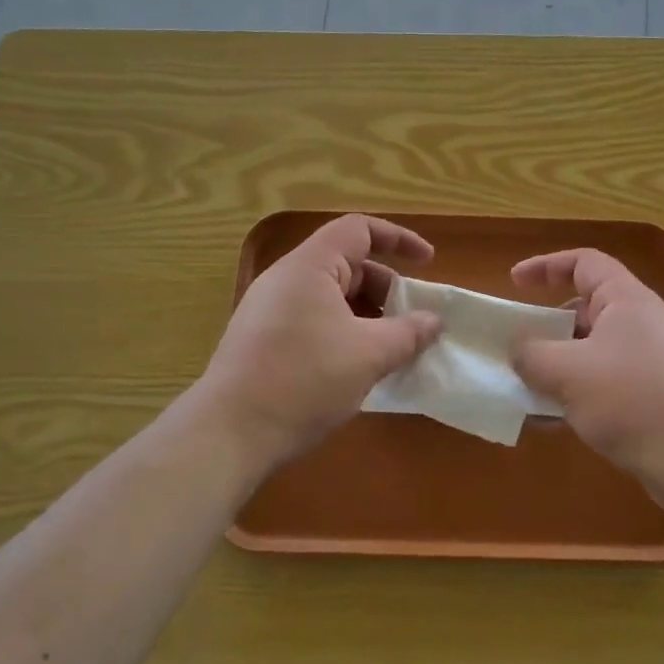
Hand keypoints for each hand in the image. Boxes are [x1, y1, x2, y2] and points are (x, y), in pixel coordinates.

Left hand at [199, 214, 441, 469]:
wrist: (229, 434)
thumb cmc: (304, 380)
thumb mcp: (369, 355)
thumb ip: (408, 333)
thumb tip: (434, 321)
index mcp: (309, 267)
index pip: (359, 229)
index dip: (398, 239)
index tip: (428, 262)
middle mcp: (286, 279)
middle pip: (346, 264)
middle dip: (386, 288)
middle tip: (412, 321)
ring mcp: (269, 310)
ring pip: (330, 297)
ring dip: (366, 315)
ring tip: (389, 349)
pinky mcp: (262, 339)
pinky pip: (313, 320)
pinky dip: (343, 332)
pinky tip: (356, 368)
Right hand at [511, 248, 663, 503]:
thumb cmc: (631, 399)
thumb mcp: (567, 372)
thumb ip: (531, 353)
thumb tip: (517, 347)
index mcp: (625, 300)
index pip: (584, 262)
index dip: (546, 266)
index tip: (513, 283)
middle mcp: (641, 323)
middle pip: (585, 309)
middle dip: (547, 327)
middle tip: (517, 347)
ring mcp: (650, 361)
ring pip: (592, 351)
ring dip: (558, 366)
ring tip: (527, 389)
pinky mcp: (653, 396)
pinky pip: (605, 383)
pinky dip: (577, 394)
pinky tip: (553, 422)